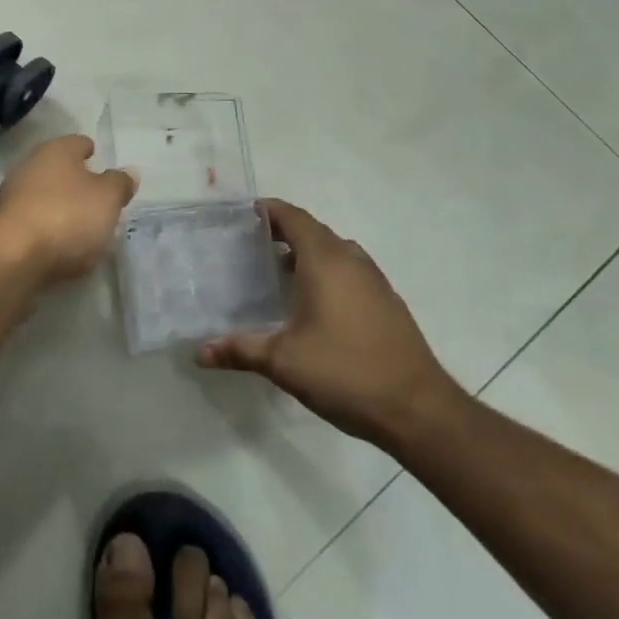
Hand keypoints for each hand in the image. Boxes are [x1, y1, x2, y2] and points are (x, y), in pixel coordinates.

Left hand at [0, 135, 136, 291]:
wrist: (15, 257)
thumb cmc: (68, 216)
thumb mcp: (108, 199)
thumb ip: (120, 183)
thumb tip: (128, 172)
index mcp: (57, 149)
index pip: (80, 143)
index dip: (94, 154)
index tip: (106, 168)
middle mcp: (31, 165)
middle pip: (61, 169)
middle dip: (78, 183)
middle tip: (100, 200)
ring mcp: (13, 195)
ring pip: (46, 195)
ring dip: (62, 207)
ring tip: (84, 228)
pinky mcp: (5, 226)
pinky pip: (35, 221)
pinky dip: (48, 229)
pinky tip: (62, 245)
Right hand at [197, 200, 465, 447]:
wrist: (418, 409)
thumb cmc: (345, 373)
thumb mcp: (284, 362)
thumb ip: (240, 350)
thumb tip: (200, 352)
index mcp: (325, 261)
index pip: (294, 217)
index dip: (268, 210)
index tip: (242, 214)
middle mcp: (351, 260)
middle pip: (313, 230)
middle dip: (283, 231)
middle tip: (250, 244)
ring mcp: (374, 280)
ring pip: (334, 250)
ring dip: (307, 252)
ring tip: (277, 270)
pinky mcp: (387, 301)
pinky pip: (350, 270)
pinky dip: (327, 271)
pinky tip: (313, 302)